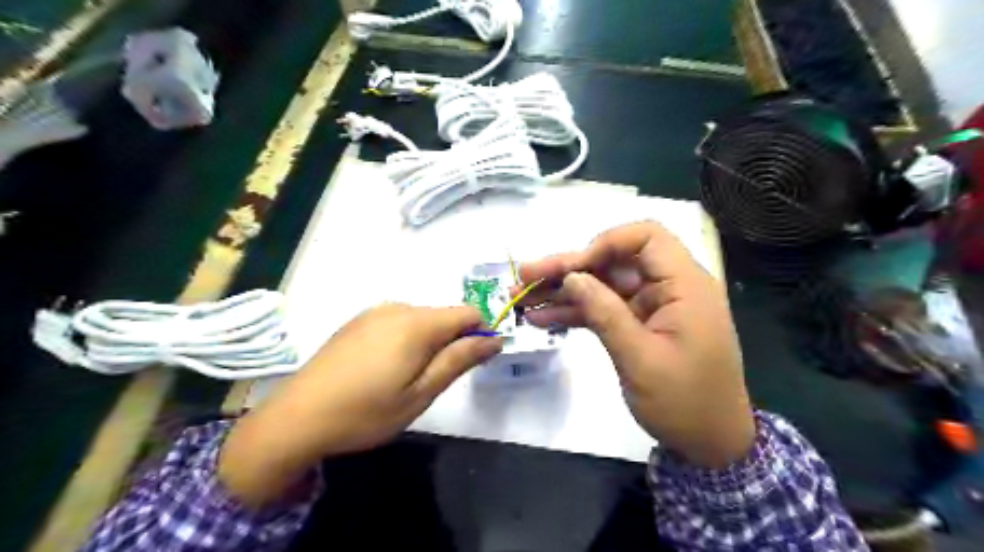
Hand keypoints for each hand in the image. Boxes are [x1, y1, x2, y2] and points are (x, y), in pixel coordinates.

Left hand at [220, 303, 501, 505]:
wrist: (297, 417)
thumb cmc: (367, 412)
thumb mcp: (421, 393)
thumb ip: (459, 360)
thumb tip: (494, 339)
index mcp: (417, 323)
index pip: (468, 313)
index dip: (479, 335)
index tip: (470, 365)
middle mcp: (397, 308)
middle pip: (444, 315)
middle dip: (451, 342)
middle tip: (433, 381)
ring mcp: (374, 312)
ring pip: (421, 320)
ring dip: (428, 342)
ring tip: (406, 379)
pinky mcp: (357, 321)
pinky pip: (397, 322)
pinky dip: (405, 340)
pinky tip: (383, 369)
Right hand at [518, 223, 754, 466]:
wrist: (709, 444)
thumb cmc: (684, 403)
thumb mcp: (640, 359)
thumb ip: (605, 313)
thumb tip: (572, 276)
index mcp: (684, 286)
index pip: (646, 237)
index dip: (606, 244)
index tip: (574, 268)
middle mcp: (669, 288)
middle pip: (614, 261)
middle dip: (569, 268)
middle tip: (525, 277)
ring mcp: (653, 307)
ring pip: (604, 285)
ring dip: (564, 291)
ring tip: (522, 298)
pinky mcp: (640, 325)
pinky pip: (605, 309)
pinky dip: (576, 312)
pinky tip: (542, 318)